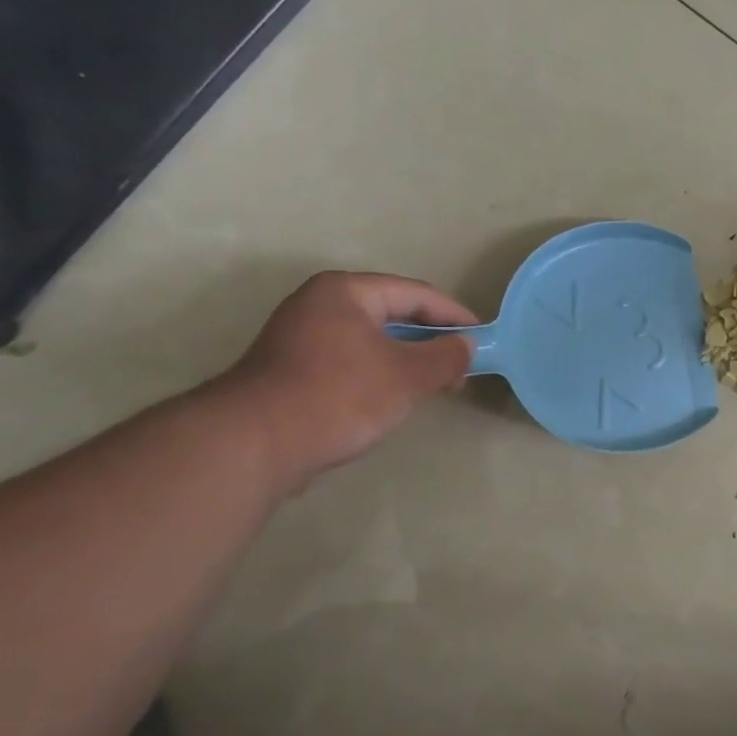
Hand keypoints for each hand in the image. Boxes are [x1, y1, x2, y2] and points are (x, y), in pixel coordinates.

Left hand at [217, 272, 478, 491]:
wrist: (254, 444)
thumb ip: (445, 356)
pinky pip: (351, 361)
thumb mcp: (407, 375)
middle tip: (461, 367)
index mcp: (346, 291)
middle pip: (393, 314)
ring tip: (434, 385)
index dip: (454, 316)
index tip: (482, 339)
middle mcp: (319, 304)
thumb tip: (465, 347)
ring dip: (407, 359)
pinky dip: (379, 374)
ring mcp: (300, 337)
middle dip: (431, 340)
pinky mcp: (291, 370)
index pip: (416, 294)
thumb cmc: (338, 395)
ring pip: (372, 340)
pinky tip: (392, 399)